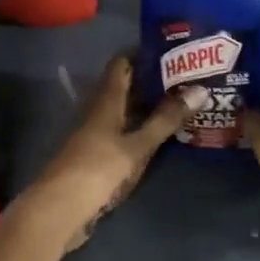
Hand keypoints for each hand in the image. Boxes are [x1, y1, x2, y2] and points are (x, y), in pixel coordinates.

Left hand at [17, 55, 201, 254]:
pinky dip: (143, 129)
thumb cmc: (98, 171)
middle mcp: (99, 113)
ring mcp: (96, 136)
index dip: (144, 53)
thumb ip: (166, 119)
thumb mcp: (137, 145)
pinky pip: (124, 133)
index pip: (122, 64)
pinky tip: (162, 136)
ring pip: (126, 111)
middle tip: (188, 77)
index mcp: (106, 101)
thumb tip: (201, 89)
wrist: (59, 211)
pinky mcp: (97, 157)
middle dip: (154, 80)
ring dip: (150, 106)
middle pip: (125, 87)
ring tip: (183, 102)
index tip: (173, 49)